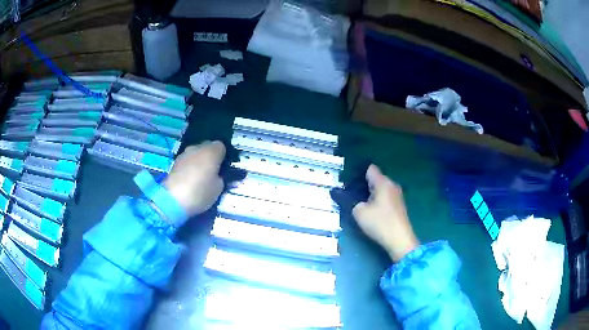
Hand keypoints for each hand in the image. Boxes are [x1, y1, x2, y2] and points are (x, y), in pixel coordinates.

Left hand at [163, 141, 225, 216]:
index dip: (222, 156)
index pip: (221, 146)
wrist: (173, 199)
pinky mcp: (175, 162)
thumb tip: (216, 174)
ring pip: (195, 153)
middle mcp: (198, 148)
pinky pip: (187, 160)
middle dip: (210, 156)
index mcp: (212, 152)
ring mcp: (184, 154)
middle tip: (212, 171)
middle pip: (207, 147)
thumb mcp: (219, 188)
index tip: (222, 167)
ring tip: (199, 175)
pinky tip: (189, 178)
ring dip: (198, 160)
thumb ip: (219, 177)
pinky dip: (189, 166)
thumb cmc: (200, 192)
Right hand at [352, 165, 418, 261]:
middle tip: (352, 194)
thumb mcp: (359, 213)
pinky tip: (372, 212)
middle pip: (376, 179)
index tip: (350, 181)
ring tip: (361, 203)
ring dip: (372, 195)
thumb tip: (358, 201)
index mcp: (383, 183)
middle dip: (365, 185)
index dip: (360, 173)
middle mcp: (392, 185)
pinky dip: (378, 202)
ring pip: (381, 190)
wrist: (400, 240)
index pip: (371, 169)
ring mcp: (397, 196)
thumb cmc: (380, 223)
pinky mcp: (399, 206)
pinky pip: (386, 198)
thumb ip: (355, 202)